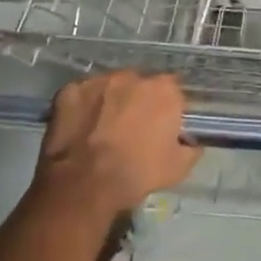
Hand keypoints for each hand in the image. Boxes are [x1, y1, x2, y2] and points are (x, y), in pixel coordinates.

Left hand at [35, 72, 200, 220]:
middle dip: (138, 101)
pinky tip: (81, 128)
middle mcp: (132, 76)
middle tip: (132, 128)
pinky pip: (81, 95)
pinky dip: (83, 107)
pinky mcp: (69, 90)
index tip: (162, 126)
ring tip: (103, 128)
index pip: (172, 90)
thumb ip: (190, 147)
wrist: (84, 184)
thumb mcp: (179, 168)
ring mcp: (98, 81)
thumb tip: (190, 141)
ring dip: (110, 101)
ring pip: (110, 87)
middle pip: (140, 84)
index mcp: (164, 89)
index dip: (168, 108)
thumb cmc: (137, 173)